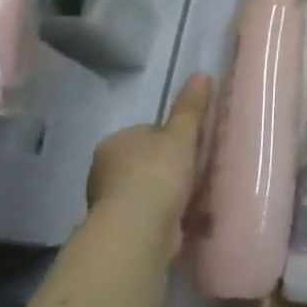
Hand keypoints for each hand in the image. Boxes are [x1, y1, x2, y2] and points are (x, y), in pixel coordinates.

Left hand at [87, 74, 212, 252]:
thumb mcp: (180, 136)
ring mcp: (110, 202)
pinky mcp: (121, 230)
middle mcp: (105, 171)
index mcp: (115, 142)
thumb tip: (202, 74)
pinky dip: (167, 216)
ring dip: (170, 195)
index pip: (148, 132)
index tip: (193, 148)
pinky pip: (151, 215)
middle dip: (172, 168)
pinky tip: (187, 220)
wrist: (137, 232)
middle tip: (199, 173)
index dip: (173, 139)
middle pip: (148, 162)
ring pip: (149, 190)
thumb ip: (190, 108)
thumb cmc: (157, 175)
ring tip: (198, 199)